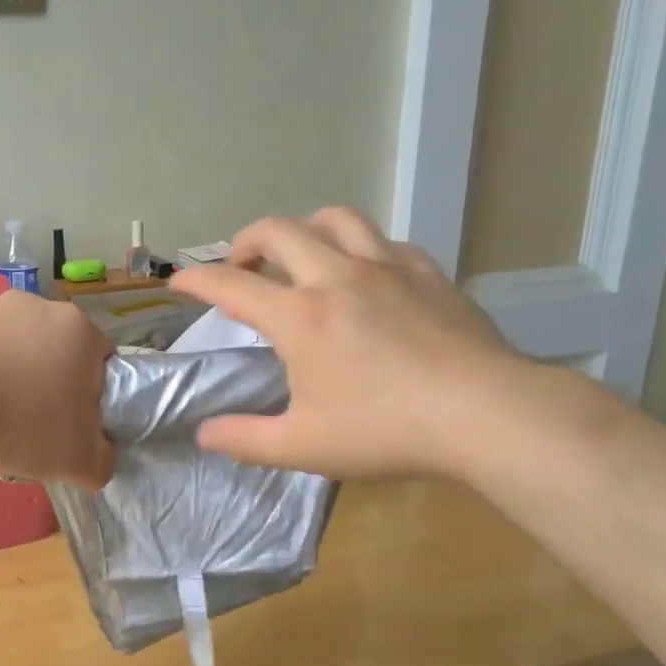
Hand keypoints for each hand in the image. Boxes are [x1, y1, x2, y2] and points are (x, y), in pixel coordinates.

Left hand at [0, 289, 115, 487]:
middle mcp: (42, 307)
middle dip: (53, 390)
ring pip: (20, 354)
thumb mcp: (78, 461)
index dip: (95, 400)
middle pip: (60, 356)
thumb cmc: (20, 421)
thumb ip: (103, 462)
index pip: (105, 364)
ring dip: (15, 384)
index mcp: (82, 330)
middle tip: (36, 431)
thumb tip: (99, 457)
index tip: (75, 429)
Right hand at [168, 207, 532, 479]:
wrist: (486, 413)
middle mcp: (337, 277)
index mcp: (300, 317)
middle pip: (280, 231)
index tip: (179, 280)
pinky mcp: (428, 273)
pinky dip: (360, 247)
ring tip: (300, 252)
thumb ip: (246, 440)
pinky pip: (384, 241)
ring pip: (336, 219)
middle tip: (240, 265)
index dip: (198, 279)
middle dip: (247, 240)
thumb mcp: (305, 446)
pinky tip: (367, 272)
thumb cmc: (387, 431)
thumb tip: (204, 434)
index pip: (232, 286)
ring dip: (304, 228)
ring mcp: (387, 268)